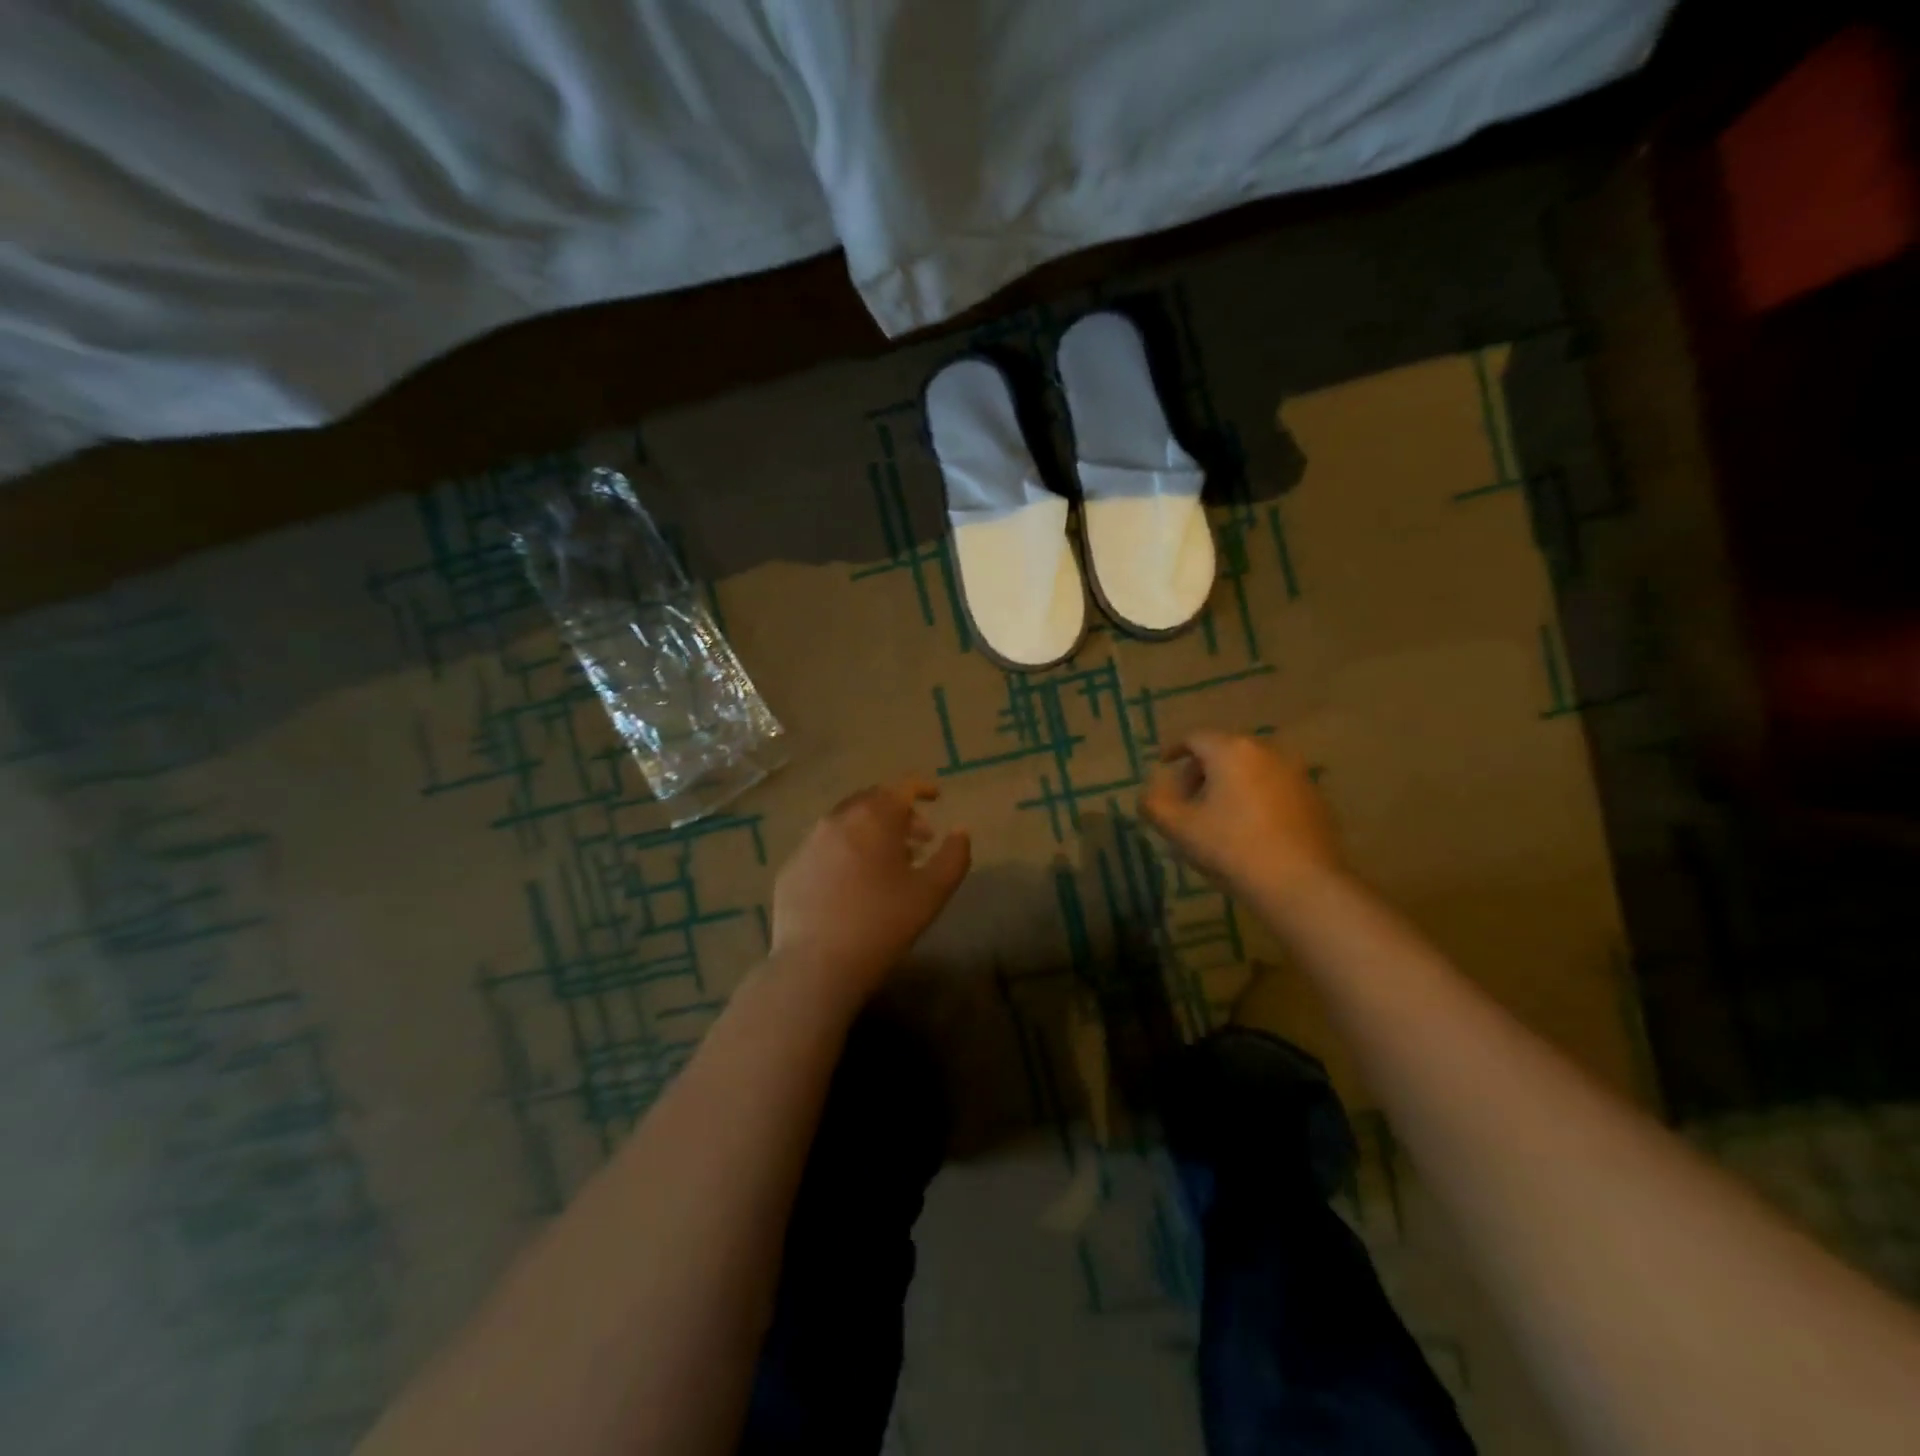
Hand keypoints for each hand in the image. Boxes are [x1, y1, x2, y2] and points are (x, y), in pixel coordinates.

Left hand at [769, 778, 971, 1002]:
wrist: (816, 965)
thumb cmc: (882, 924)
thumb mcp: (932, 893)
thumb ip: (954, 856)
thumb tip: (960, 832)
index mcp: (873, 818)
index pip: (901, 787)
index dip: (922, 787)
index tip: (936, 797)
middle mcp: (837, 820)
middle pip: (871, 801)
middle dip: (897, 812)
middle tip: (918, 839)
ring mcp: (807, 843)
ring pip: (845, 823)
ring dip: (870, 832)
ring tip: (887, 864)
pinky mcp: (790, 868)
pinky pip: (823, 848)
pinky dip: (843, 852)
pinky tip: (851, 884)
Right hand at [1141, 731, 1341, 896]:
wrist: (1301, 883)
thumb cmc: (1232, 848)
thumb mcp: (1179, 828)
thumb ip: (1154, 804)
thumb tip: (1147, 794)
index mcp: (1230, 751)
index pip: (1195, 738)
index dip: (1175, 750)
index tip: (1164, 766)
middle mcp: (1266, 751)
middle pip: (1225, 751)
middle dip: (1202, 770)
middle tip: (1188, 798)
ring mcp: (1296, 774)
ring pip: (1252, 769)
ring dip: (1231, 785)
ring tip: (1218, 816)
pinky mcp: (1315, 799)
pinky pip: (1275, 788)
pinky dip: (1257, 798)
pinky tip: (1251, 830)